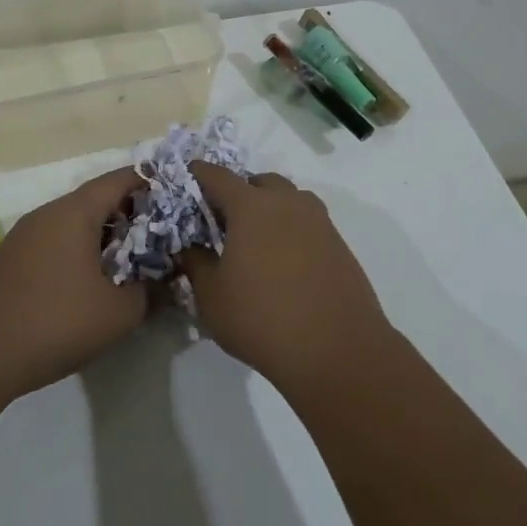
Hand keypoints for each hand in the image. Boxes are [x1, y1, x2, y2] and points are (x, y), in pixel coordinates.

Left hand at [0, 166, 147, 401]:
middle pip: (96, 200)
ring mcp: (25, 236)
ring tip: (133, 260)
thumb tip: (165, 282)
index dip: (150, 182)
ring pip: (74, 223)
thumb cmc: (54, 322)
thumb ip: (149, 292)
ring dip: (105, 236)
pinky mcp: (12, 261)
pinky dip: (81, 251)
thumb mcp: (117, 313)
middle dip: (131, 213)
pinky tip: (94, 281)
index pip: (118, 180)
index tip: (177, 194)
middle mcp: (47, 214)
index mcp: (73, 212)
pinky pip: (56, 242)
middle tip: (162, 234)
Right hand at [181, 164, 391, 388]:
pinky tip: (283, 264)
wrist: (338, 350)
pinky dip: (291, 232)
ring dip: (270, 210)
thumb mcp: (212, 296)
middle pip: (259, 182)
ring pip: (288, 200)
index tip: (187, 179)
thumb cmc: (262, 318)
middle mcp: (287, 203)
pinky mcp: (339, 245)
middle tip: (223, 221)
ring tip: (255, 242)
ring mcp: (319, 222)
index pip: (217, 176)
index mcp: (250, 206)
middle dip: (239, 193)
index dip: (199, 174)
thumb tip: (191, 247)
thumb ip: (196, 263)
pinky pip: (308, 224)